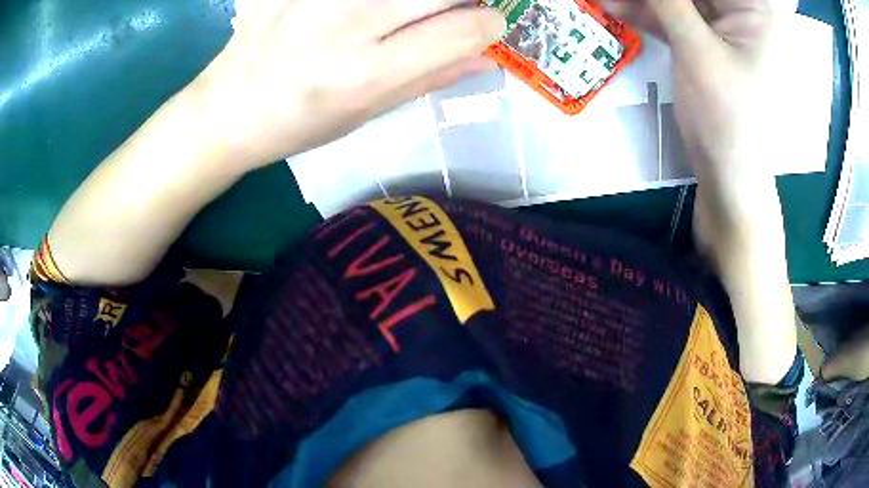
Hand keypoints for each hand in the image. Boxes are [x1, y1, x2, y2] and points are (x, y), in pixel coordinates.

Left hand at [190, 0, 503, 170]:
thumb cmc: (297, 125)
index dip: (489, 24)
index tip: (484, 25)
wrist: (225, 111)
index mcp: (367, 73)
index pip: (465, 29)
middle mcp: (345, 22)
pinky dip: (372, 0)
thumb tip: (487, 56)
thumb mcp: (367, 114)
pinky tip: (357, 13)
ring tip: (398, 14)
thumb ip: (430, 78)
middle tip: (446, 11)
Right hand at [603, 0, 786, 226]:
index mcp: (756, 10)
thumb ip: (668, 1)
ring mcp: (724, 25)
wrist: (729, 176)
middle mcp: (742, 11)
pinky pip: (672, 13)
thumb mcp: (698, 52)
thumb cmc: (728, 120)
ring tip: (606, 0)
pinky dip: (645, 11)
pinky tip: (614, 9)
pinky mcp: (706, 39)